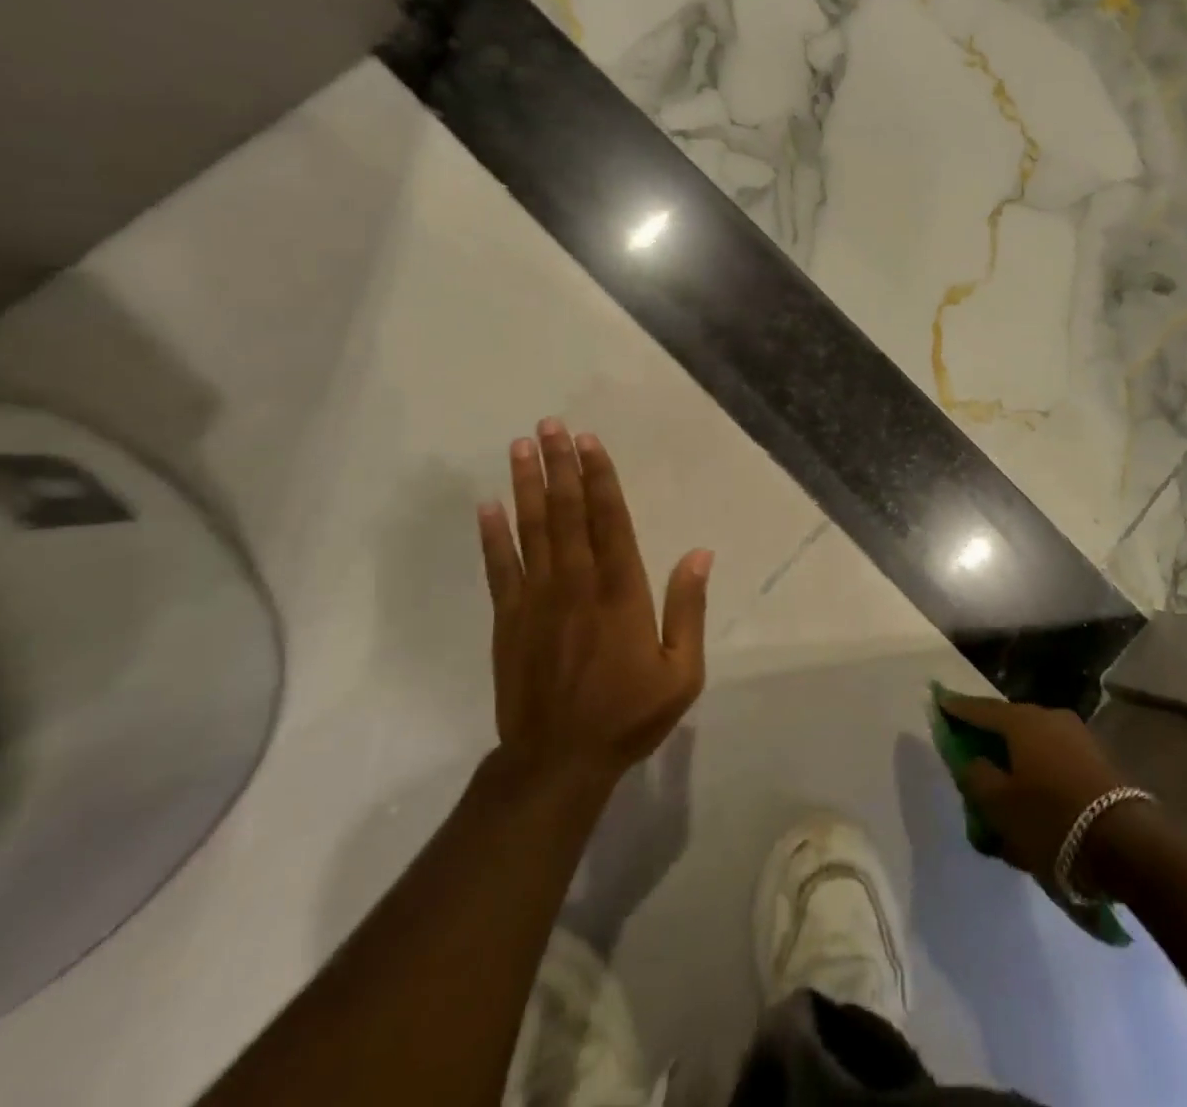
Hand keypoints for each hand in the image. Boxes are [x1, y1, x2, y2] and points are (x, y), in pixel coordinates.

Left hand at [478, 419, 711, 788]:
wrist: (558, 762)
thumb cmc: (627, 715)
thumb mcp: (681, 673)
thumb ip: (688, 609)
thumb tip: (700, 554)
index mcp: (621, 593)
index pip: (610, 521)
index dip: (600, 478)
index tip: (589, 442)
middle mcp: (577, 584)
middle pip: (568, 513)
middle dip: (559, 466)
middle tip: (549, 425)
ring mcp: (537, 600)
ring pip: (532, 531)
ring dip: (527, 486)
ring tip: (521, 447)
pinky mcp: (508, 620)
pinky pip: (499, 569)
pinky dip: (492, 536)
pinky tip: (487, 505)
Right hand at [939, 695, 1129, 884]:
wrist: (1128, 846)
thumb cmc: (1051, 819)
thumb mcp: (998, 804)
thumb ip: (976, 775)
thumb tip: (972, 759)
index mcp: (1022, 720)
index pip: (979, 709)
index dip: (956, 709)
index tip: (939, 703)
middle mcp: (1050, 717)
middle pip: (1008, 726)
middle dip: (988, 740)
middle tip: (970, 754)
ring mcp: (1078, 738)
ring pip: (1034, 746)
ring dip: (1016, 763)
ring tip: (1003, 790)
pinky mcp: (1098, 762)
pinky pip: (1054, 762)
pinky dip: (1038, 776)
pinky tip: (1033, 802)